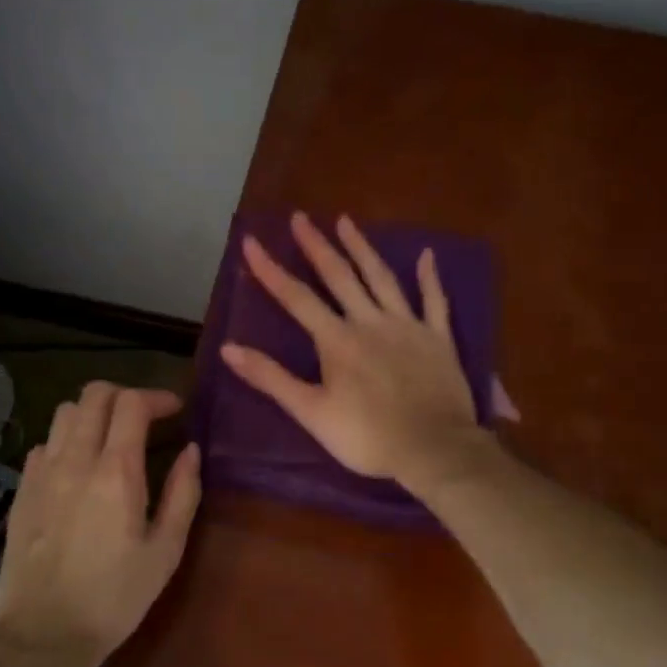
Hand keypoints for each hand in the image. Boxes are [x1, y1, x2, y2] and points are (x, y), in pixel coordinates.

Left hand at [0, 382, 201, 666]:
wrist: (44, 635)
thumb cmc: (115, 597)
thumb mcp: (165, 551)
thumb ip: (182, 493)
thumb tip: (191, 451)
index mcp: (115, 472)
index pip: (131, 403)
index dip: (157, 397)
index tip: (175, 411)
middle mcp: (74, 460)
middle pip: (94, 395)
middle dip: (125, 396)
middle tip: (145, 419)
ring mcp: (41, 473)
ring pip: (64, 413)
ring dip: (92, 414)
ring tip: (110, 439)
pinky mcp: (22, 491)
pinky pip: (43, 444)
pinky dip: (65, 441)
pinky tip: (77, 469)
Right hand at [221, 212, 490, 491]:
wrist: (433, 449)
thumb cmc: (366, 437)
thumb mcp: (310, 412)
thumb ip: (271, 378)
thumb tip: (228, 349)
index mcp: (337, 340)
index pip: (296, 298)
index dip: (271, 270)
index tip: (251, 241)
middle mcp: (370, 322)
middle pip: (339, 276)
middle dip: (316, 245)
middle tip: (300, 217)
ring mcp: (407, 326)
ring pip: (382, 278)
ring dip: (362, 248)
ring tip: (346, 221)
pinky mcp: (438, 339)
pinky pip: (435, 301)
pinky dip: (430, 278)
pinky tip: (427, 255)